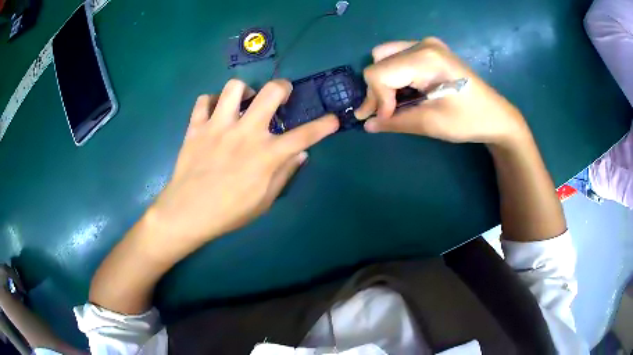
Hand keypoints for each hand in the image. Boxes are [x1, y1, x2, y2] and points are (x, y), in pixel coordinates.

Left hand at [147, 79, 338, 253]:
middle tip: (281, 94)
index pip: (304, 135)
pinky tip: (214, 112)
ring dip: (244, 90)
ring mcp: (218, 126)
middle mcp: (245, 132)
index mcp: (266, 155)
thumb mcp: (264, 201)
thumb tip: (301, 154)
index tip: (333, 119)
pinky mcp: (196, 127)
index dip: (324, 126)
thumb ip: (284, 174)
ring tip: (244, 101)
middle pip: (271, 93)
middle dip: (283, 87)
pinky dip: (210, 102)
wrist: (188, 212)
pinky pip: (203, 100)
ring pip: (234, 87)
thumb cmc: (229, 212)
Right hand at [355, 38, 529, 145]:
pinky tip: (405, 92)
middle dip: (377, 90)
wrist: (496, 116)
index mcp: (424, 59)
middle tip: (383, 114)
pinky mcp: (431, 49)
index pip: (378, 73)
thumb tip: (367, 125)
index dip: (376, 99)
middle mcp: (422, 44)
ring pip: (386, 56)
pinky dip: (395, 75)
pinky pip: (399, 56)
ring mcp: (427, 44)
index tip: (385, 120)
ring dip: (384, 81)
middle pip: (379, 62)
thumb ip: (395, 122)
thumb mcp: (431, 124)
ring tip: (393, 103)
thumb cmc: (468, 121)